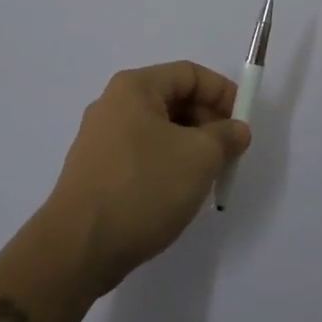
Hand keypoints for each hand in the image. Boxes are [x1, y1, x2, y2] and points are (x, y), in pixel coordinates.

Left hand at [41, 61, 251, 295]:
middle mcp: (113, 104)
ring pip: (158, 130)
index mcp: (135, 87)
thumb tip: (236, 130)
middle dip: (207, 122)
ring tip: (207, 178)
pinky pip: (141, 155)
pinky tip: (176, 195)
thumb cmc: (142, 187)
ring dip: (189, 147)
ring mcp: (100, 139)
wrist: (77, 247)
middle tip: (229, 154)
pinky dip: (166, 165)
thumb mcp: (199, 158)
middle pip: (173, 100)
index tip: (244, 123)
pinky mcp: (95, 171)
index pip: (189, 74)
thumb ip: (225, 137)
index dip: (222, 93)